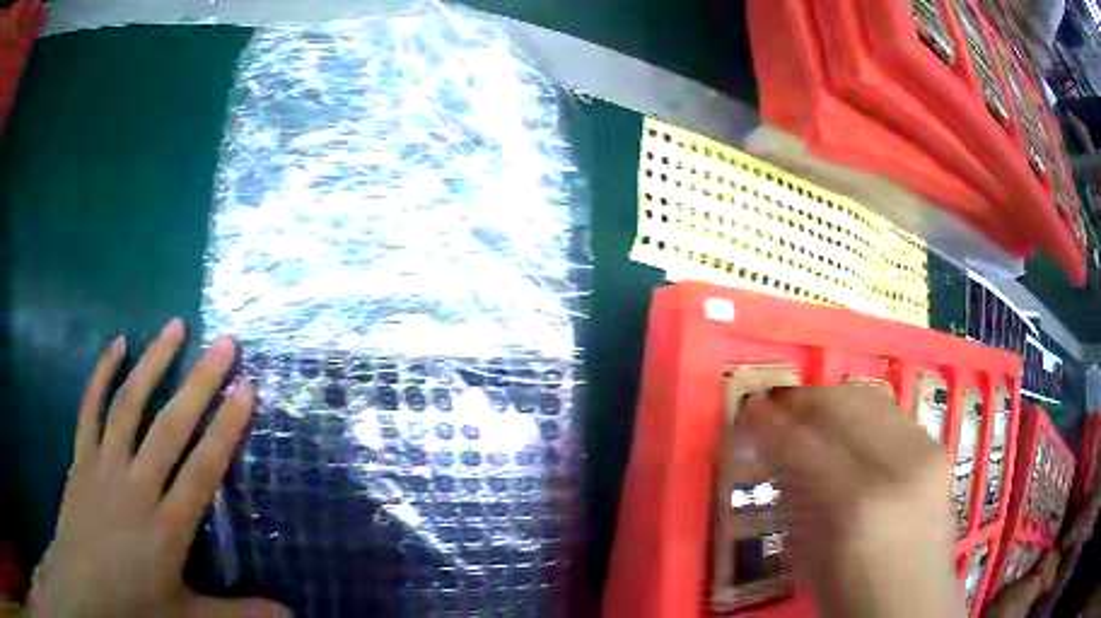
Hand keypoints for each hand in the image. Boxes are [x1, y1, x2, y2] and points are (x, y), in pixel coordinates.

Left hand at [26, 319, 288, 617]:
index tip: (246, 389)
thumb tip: (291, 615)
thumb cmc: (135, 603)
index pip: (202, 469)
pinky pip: (91, 407)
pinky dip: (103, 373)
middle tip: (224, 344)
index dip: (226, 429)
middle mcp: (137, 485)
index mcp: (167, 526)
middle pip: (170, 427)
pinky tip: (118, 343)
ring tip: (175, 327)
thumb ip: (238, 614)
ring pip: (129, 405)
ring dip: (153, 363)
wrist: (84, 584)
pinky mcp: (82, 455)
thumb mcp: (190, 617)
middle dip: (199, 383)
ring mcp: (105, 464)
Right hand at [739, 385, 963, 617]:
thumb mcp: (810, 559)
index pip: (805, 445)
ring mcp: (924, 451)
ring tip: (808, 410)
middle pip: (841, 406)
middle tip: (776, 404)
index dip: (772, 424)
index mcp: (857, 506)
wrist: (915, 603)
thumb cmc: (854, 597)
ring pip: (869, 399)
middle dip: (802, 400)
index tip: (750, 411)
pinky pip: (891, 413)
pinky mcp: (937, 448)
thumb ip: (796, 499)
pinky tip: (847, 424)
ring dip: (831, 400)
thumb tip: (776, 453)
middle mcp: (897, 466)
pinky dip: (861, 411)